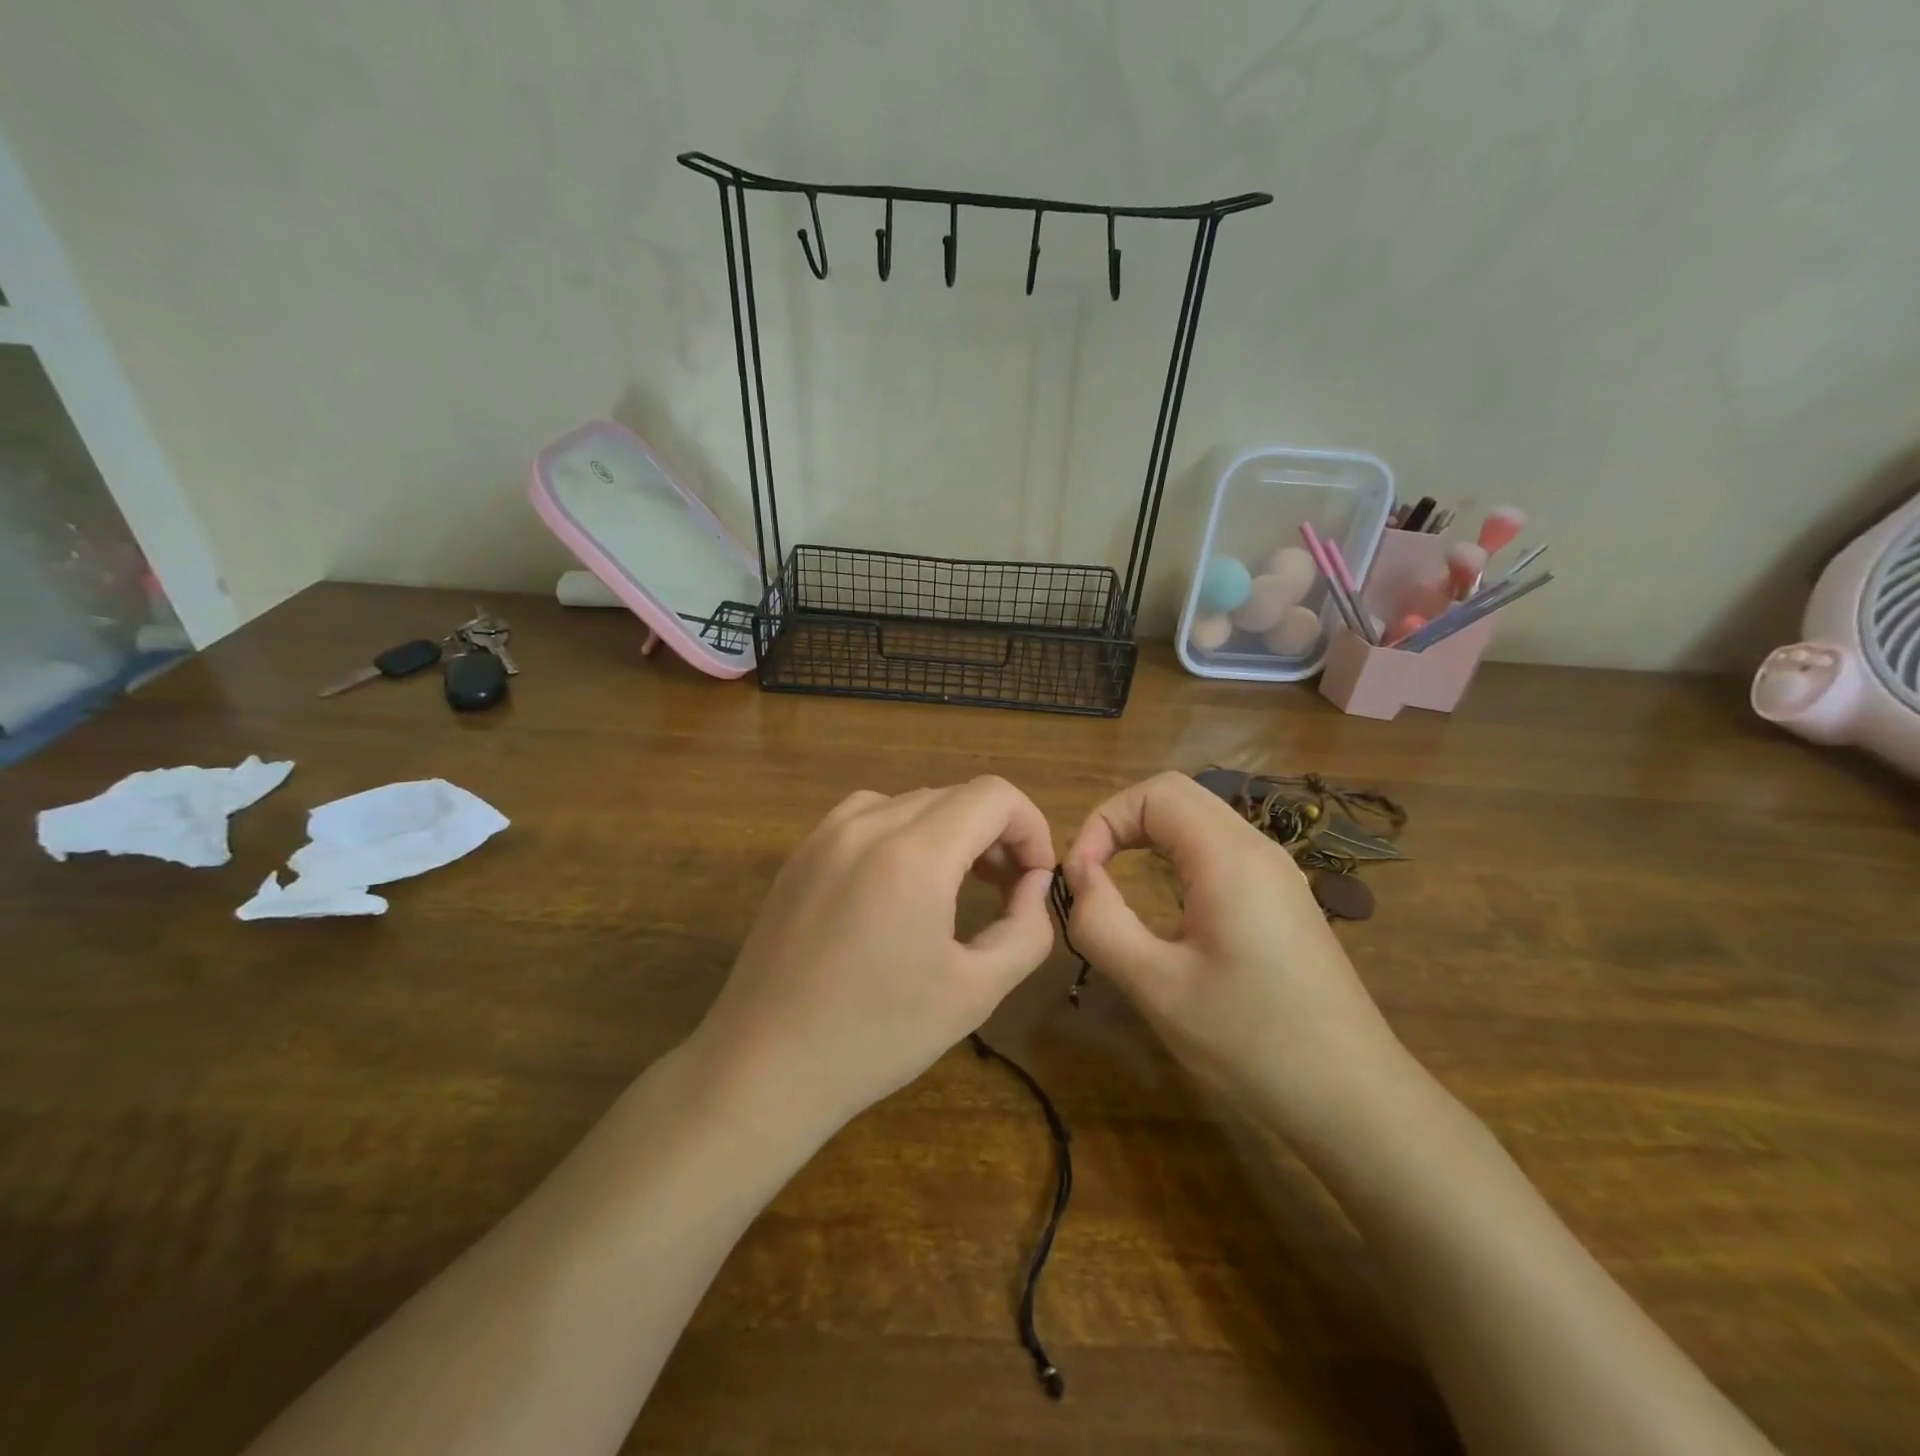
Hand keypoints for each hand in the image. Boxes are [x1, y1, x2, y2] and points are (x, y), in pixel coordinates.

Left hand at [693, 777, 1057, 1137]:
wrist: (764, 1066)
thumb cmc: (876, 1036)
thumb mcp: (975, 992)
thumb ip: (1026, 929)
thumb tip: (1032, 884)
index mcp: (913, 854)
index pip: (994, 795)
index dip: (1031, 827)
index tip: (1035, 880)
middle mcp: (866, 825)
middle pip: (955, 795)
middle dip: (996, 834)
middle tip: (1006, 891)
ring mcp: (825, 834)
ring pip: (913, 802)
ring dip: (951, 831)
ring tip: (960, 885)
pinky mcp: (801, 853)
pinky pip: (869, 816)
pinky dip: (905, 834)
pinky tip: (902, 884)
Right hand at [1063, 772, 1415, 1145]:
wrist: (1354, 1099)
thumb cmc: (1251, 1042)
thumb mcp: (1158, 987)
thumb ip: (1102, 923)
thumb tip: (1078, 875)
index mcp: (1230, 858)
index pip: (1155, 793)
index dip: (1104, 820)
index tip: (1080, 875)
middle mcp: (1259, 849)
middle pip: (1178, 796)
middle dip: (1122, 822)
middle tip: (1091, 873)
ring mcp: (1278, 873)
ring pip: (1201, 820)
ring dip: (1150, 837)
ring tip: (1117, 884)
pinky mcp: (1284, 899)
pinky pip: (1221, 850)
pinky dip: (1179, 856)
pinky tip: (1168, 904)